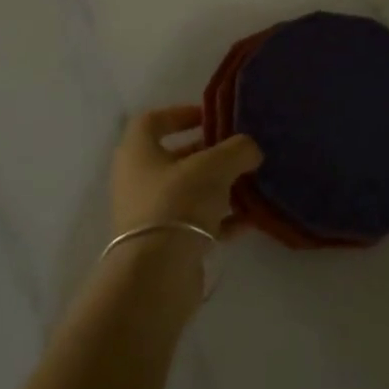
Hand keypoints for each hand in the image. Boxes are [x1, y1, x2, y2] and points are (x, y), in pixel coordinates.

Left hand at [110, 106, 263, 242]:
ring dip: (218, 187)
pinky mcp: (165, 246)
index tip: (211, 117)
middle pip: (175, 158)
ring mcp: (150, 215)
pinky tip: (249, 219)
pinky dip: (221, 219)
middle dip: (209, 153)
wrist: (157, 275)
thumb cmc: (178, 203)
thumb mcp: (214, 166)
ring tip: (250, 183)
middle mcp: (138, 181)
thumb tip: (250, 149)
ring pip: (188, 192)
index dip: (181, 113)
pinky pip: (196, 223)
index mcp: (137, 152)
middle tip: (239, 151)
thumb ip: (237, 150)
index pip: (153, 121)